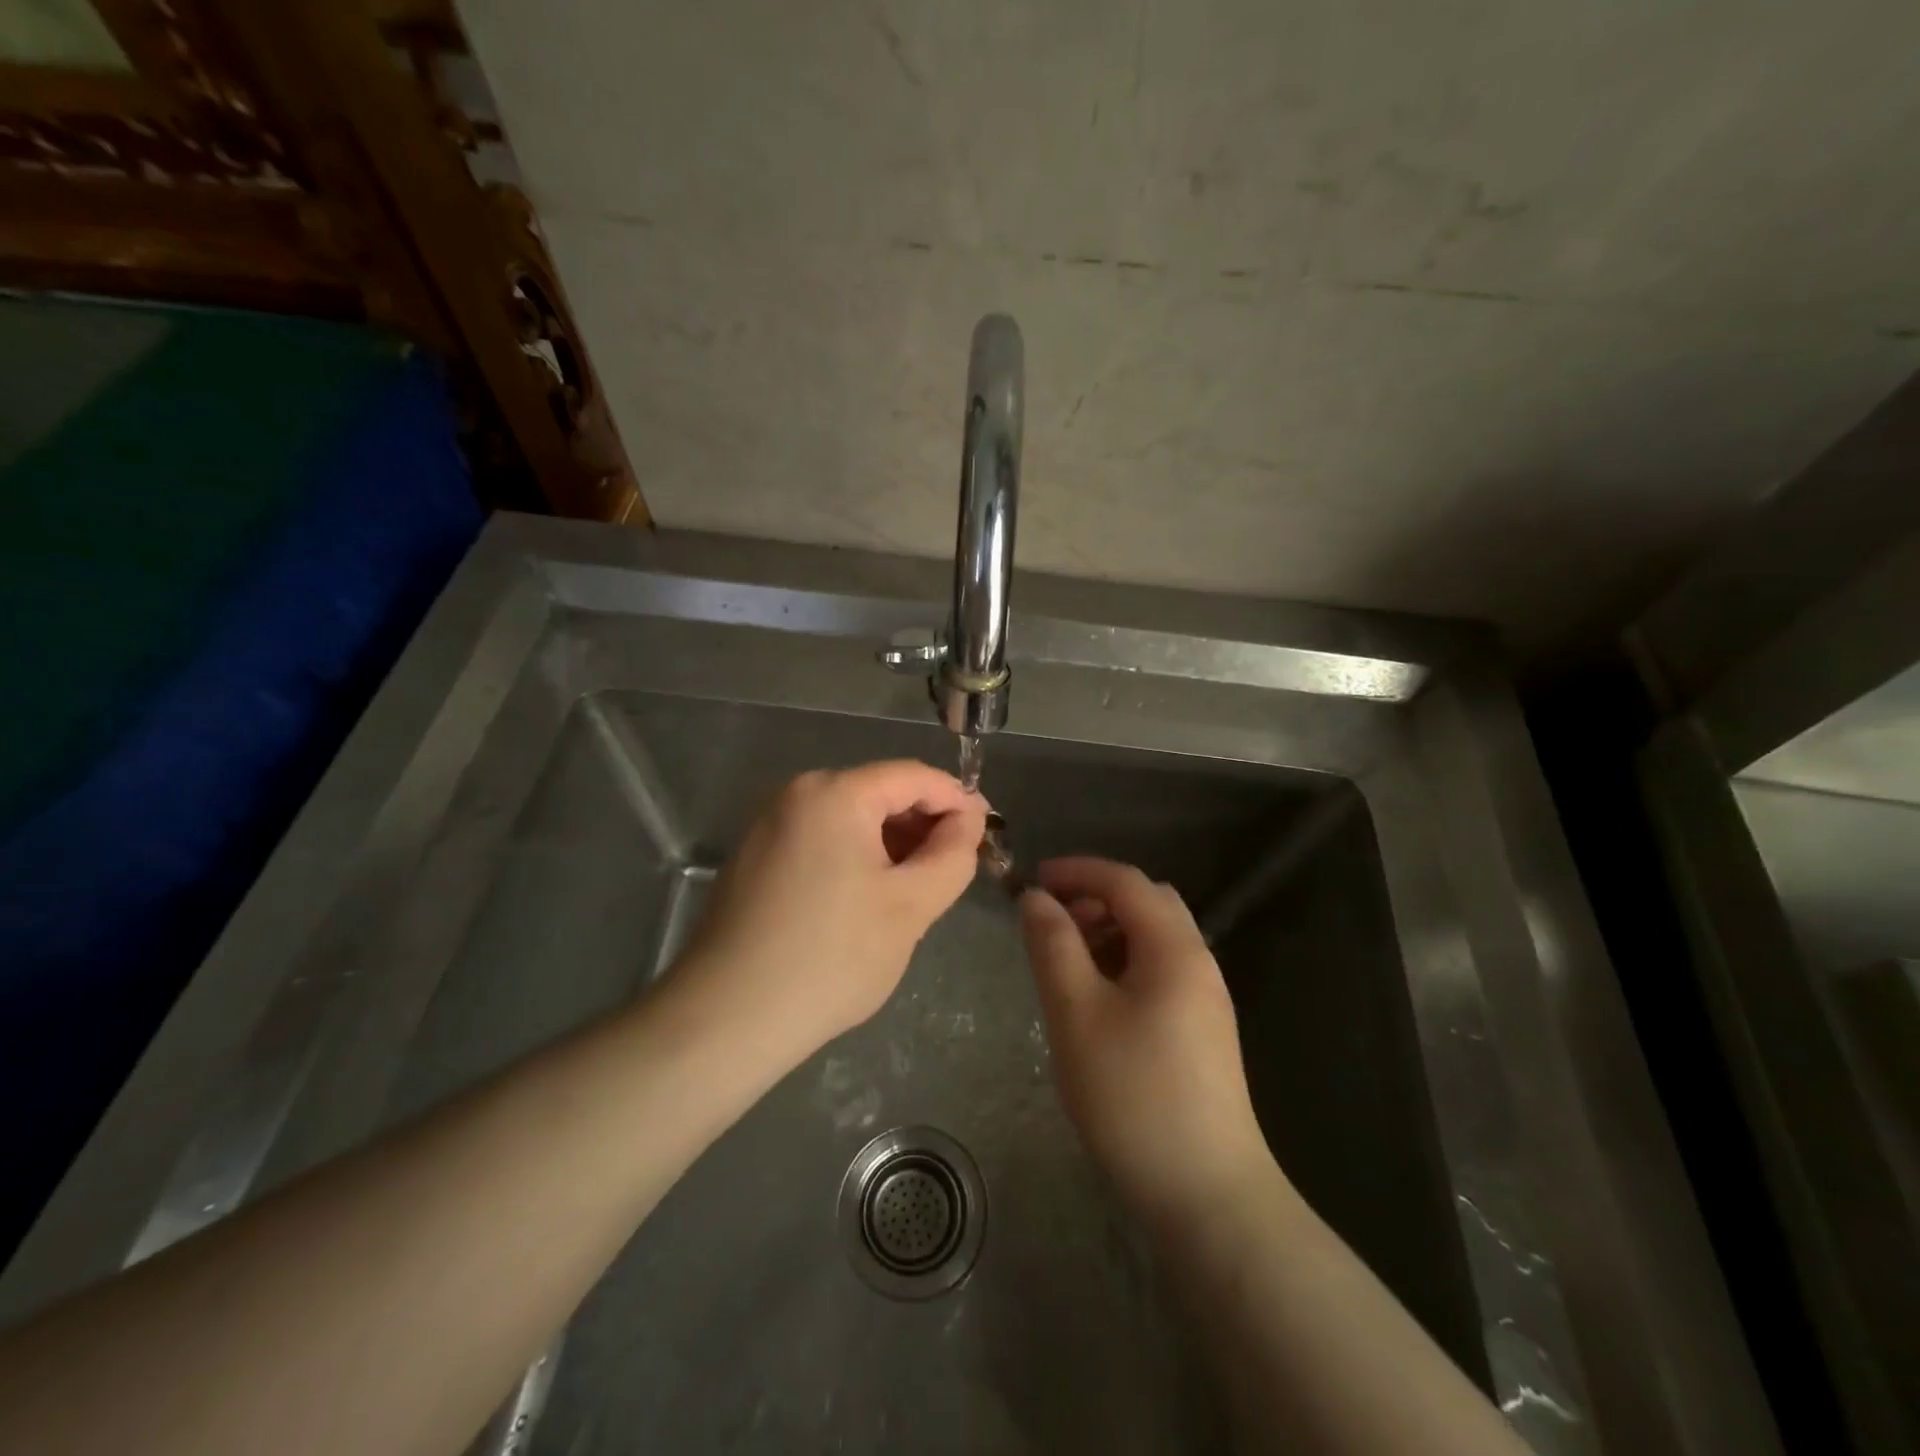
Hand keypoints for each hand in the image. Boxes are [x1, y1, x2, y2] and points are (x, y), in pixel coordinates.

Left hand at [672, 760, 987, 1062]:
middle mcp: (796, 794)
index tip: (988, 833)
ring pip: (850, 819)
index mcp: (835, 793)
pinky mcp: (754, 858)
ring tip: (918, 889)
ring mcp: (769, 825)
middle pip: (880, 793)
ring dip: (892, 844)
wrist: (725, 1018)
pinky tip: (868, 900)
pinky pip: (821, 841)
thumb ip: (952, 855)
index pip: (914, 776)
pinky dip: (856, 858)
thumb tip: (968, 821)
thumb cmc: (830, 957)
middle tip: (955, 868)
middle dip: (924, 825)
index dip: (958, 799)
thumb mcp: (910, 907)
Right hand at [1021, 858, 1271, 1226]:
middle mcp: (1198, 962)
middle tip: (1052, 924)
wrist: (1207, 1194)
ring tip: (1068, 964)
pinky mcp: (1203, 1031)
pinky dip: (1125, 963)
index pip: (1125, 881)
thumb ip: (1053, 946)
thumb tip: (1036, 898)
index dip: (1077, 870)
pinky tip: (1098, 1001)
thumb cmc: (1133, 1094)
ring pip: (1155, 938)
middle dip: (1095, 899)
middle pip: (1147, 902)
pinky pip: (1161, 971)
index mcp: (1175, 948)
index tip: (1033, 879)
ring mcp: (1206, 999)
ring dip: (1110, 932)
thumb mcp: (1076, 1013)